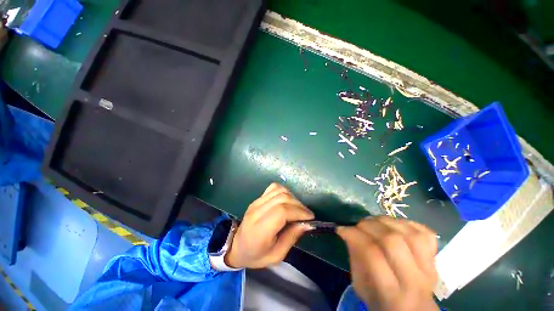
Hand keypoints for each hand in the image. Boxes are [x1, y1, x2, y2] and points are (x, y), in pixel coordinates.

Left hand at [225, 183, 314, 268]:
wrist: (237, 246)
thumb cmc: (256, 255)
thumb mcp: (276, 255)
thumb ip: (291, 237)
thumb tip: (307, 223)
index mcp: (260, 229)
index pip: (281, 211)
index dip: (298, 211)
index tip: (310, 218)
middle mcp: (257, 211)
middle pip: (282, 198)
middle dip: (299, 205)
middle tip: (306, 215)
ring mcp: (256, 202)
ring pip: (279, 190)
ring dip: (293, 198)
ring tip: (297, 209)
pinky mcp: (257, 198)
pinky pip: (273, 188)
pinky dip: (284, 191)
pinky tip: (287, 201)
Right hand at [337, 216, 438, 310]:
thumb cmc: (381, 303)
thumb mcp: (361, 287)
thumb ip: (355, 259)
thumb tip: (349, 233)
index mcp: (390, 294)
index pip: (372, 254)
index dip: (354, 236)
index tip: (342, 229)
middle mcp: (413, 280)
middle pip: (392, 241)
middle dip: (369, 225)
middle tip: (358, 225)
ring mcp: (428, 269)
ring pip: (410, 234)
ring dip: (387, 221)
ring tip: (375, 222)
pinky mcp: (435, 260)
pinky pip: (426, 233)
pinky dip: (408, 223)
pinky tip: (395, 225)